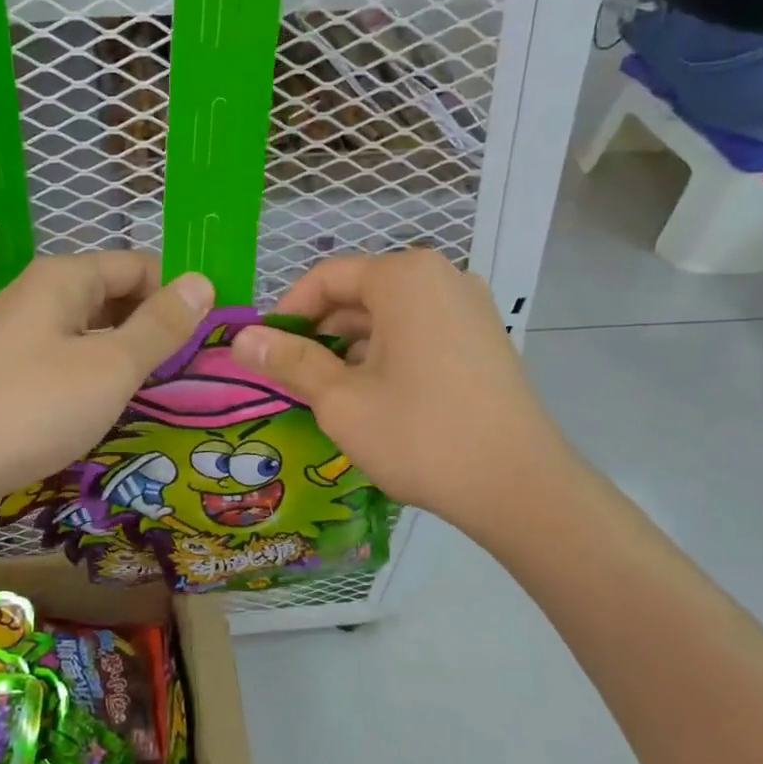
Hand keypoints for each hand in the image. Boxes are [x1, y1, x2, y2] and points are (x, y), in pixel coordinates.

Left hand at [0, 252, 213, 527]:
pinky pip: (71, 370)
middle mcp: (42, 300)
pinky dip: (101, 385)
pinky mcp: (14, 382)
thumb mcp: (110, 366)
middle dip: (159, 330)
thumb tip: (202, 281)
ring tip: (176, 395)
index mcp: (65, 280)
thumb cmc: (30, 407)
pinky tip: (124, 415)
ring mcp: (24, 342)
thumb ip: (159, 326)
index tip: (216, 336)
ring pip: (95, 339)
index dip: (180, 294)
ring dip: (132, 362)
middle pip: (117, 300)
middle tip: (204, 372)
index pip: (140, 267)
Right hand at [230, 250, 576, 534]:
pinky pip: (420, 330)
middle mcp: (441, 277)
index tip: (264, 352)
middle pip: (360, 293)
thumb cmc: (420, 435)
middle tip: (289, 376)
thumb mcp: (341, 399)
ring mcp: (469, 306)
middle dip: (319, 332)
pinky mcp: (483, 337)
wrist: (519, 486)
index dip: (286, 313)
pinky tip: (373, 395)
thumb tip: (242, 339)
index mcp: (405, 277)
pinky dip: (387, 353)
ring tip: (326, 392)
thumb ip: (289, 361)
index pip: (326, 278)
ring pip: (389, 315)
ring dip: (351, 346)